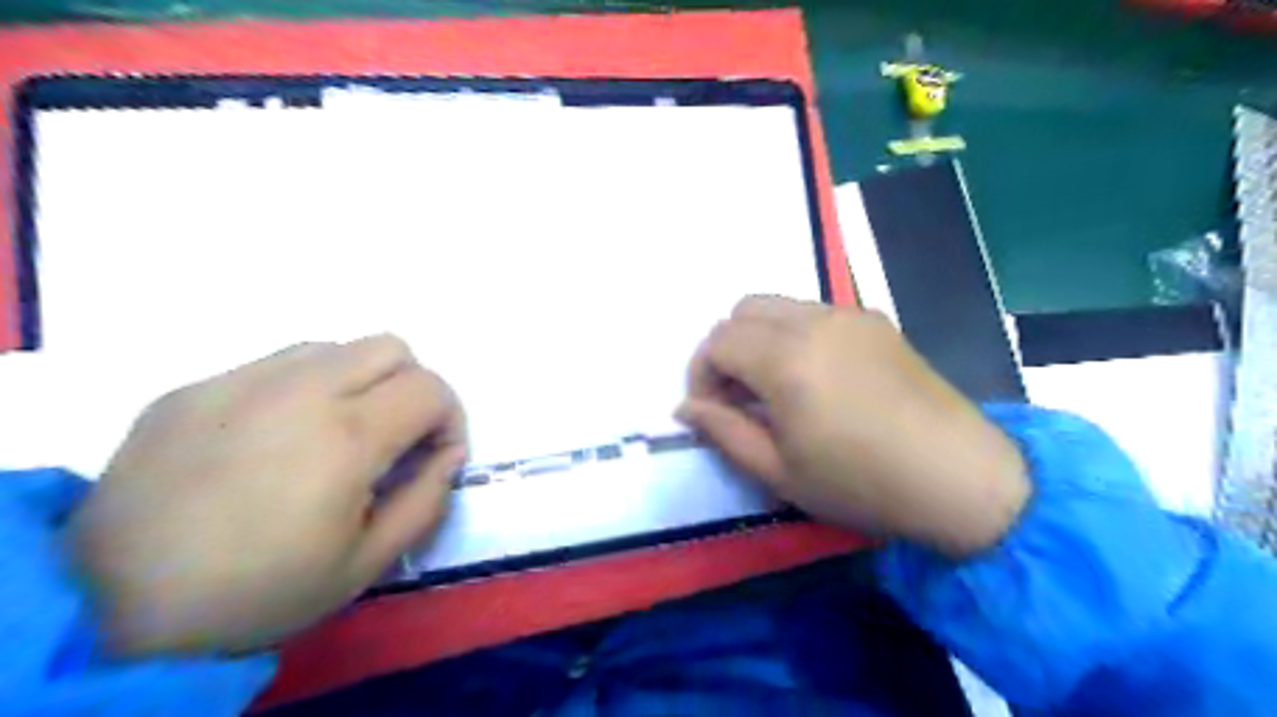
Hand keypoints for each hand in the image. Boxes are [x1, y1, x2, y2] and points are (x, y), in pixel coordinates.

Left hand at [69, 336, 466, 654]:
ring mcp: (238, 381)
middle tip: (394, 437)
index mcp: (346, 436)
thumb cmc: (259, 592)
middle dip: (412, 387)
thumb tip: (447, 454)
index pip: (431, 389)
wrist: (112, 608)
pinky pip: (275, 365)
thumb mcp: (367, 563)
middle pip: (391, 347)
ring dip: (359, 381)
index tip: (434, 456)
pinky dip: (303, 389)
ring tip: (335, 433)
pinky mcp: (193, 388)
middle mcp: (299, 390)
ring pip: (335, 347)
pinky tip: (275, 439)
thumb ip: (427, 499)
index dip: (449, 419)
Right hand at [679, 295, 1024, 555]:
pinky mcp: (875, 321)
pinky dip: (792, 334)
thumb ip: (723, 432)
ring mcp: (849, 315)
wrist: (961, 477)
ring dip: (758, 338)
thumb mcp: (778, 472)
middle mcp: (815, 321)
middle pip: (743, 310)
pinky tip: (814, 377)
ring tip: (773, 387)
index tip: (710, 411)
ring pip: (778, 305)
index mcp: (787, 359)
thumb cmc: (861, 484)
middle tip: (737, 397)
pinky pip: (814, 312)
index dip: (701, 375)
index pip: (717, 342)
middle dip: (726, 349)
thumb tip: (687, 407)